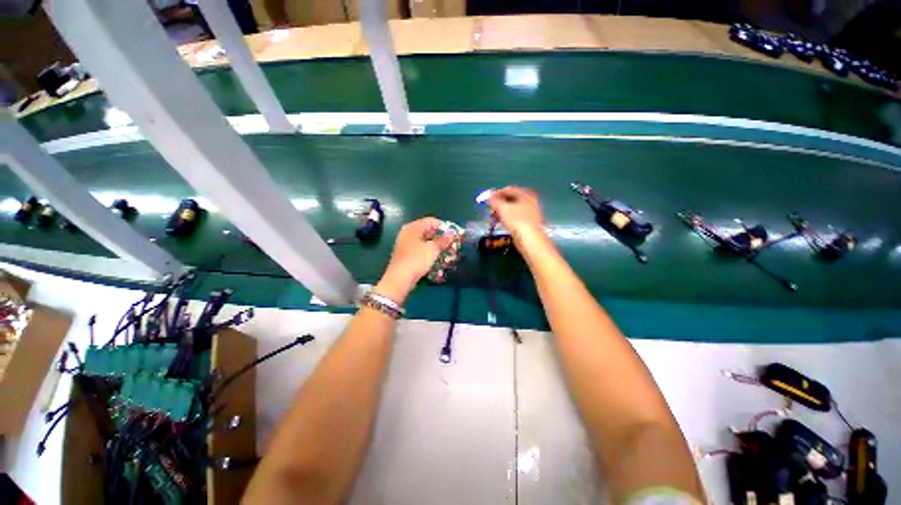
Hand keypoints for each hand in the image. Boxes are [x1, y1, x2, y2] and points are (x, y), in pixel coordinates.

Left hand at [375, 217, 454, 302]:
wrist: (400, 278)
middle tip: (451, 243)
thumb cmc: (416, 259)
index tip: (453, 234)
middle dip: (440, 236)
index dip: (444, 226)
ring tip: (446, 251)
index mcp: (413, 227)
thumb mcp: (433, 249)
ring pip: (424, 240)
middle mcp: (408, 232)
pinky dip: (428, 251)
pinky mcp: (405, 254)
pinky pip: (420, 248)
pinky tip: (435, 257)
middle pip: (427, 230)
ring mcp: (405, 243)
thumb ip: (443, 240)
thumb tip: (451, 235)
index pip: (431, 221)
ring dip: (435, 245)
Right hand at [489, 186, 545, 241]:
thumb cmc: (516, 220)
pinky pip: (515, 217)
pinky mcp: (527, 224)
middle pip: (512, 200)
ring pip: (513, 209)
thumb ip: (494, 200)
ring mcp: (530, 214)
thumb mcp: (503, 208)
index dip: (498, 192)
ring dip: (502, 212)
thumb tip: (488, 194)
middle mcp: (530, 203)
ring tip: (493, 216)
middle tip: (491, 207)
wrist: (529, 239)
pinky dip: (507, 218)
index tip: (489, 197)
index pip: (510, 190)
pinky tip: (500, 222)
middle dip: (499, 203)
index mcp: (526, 195)